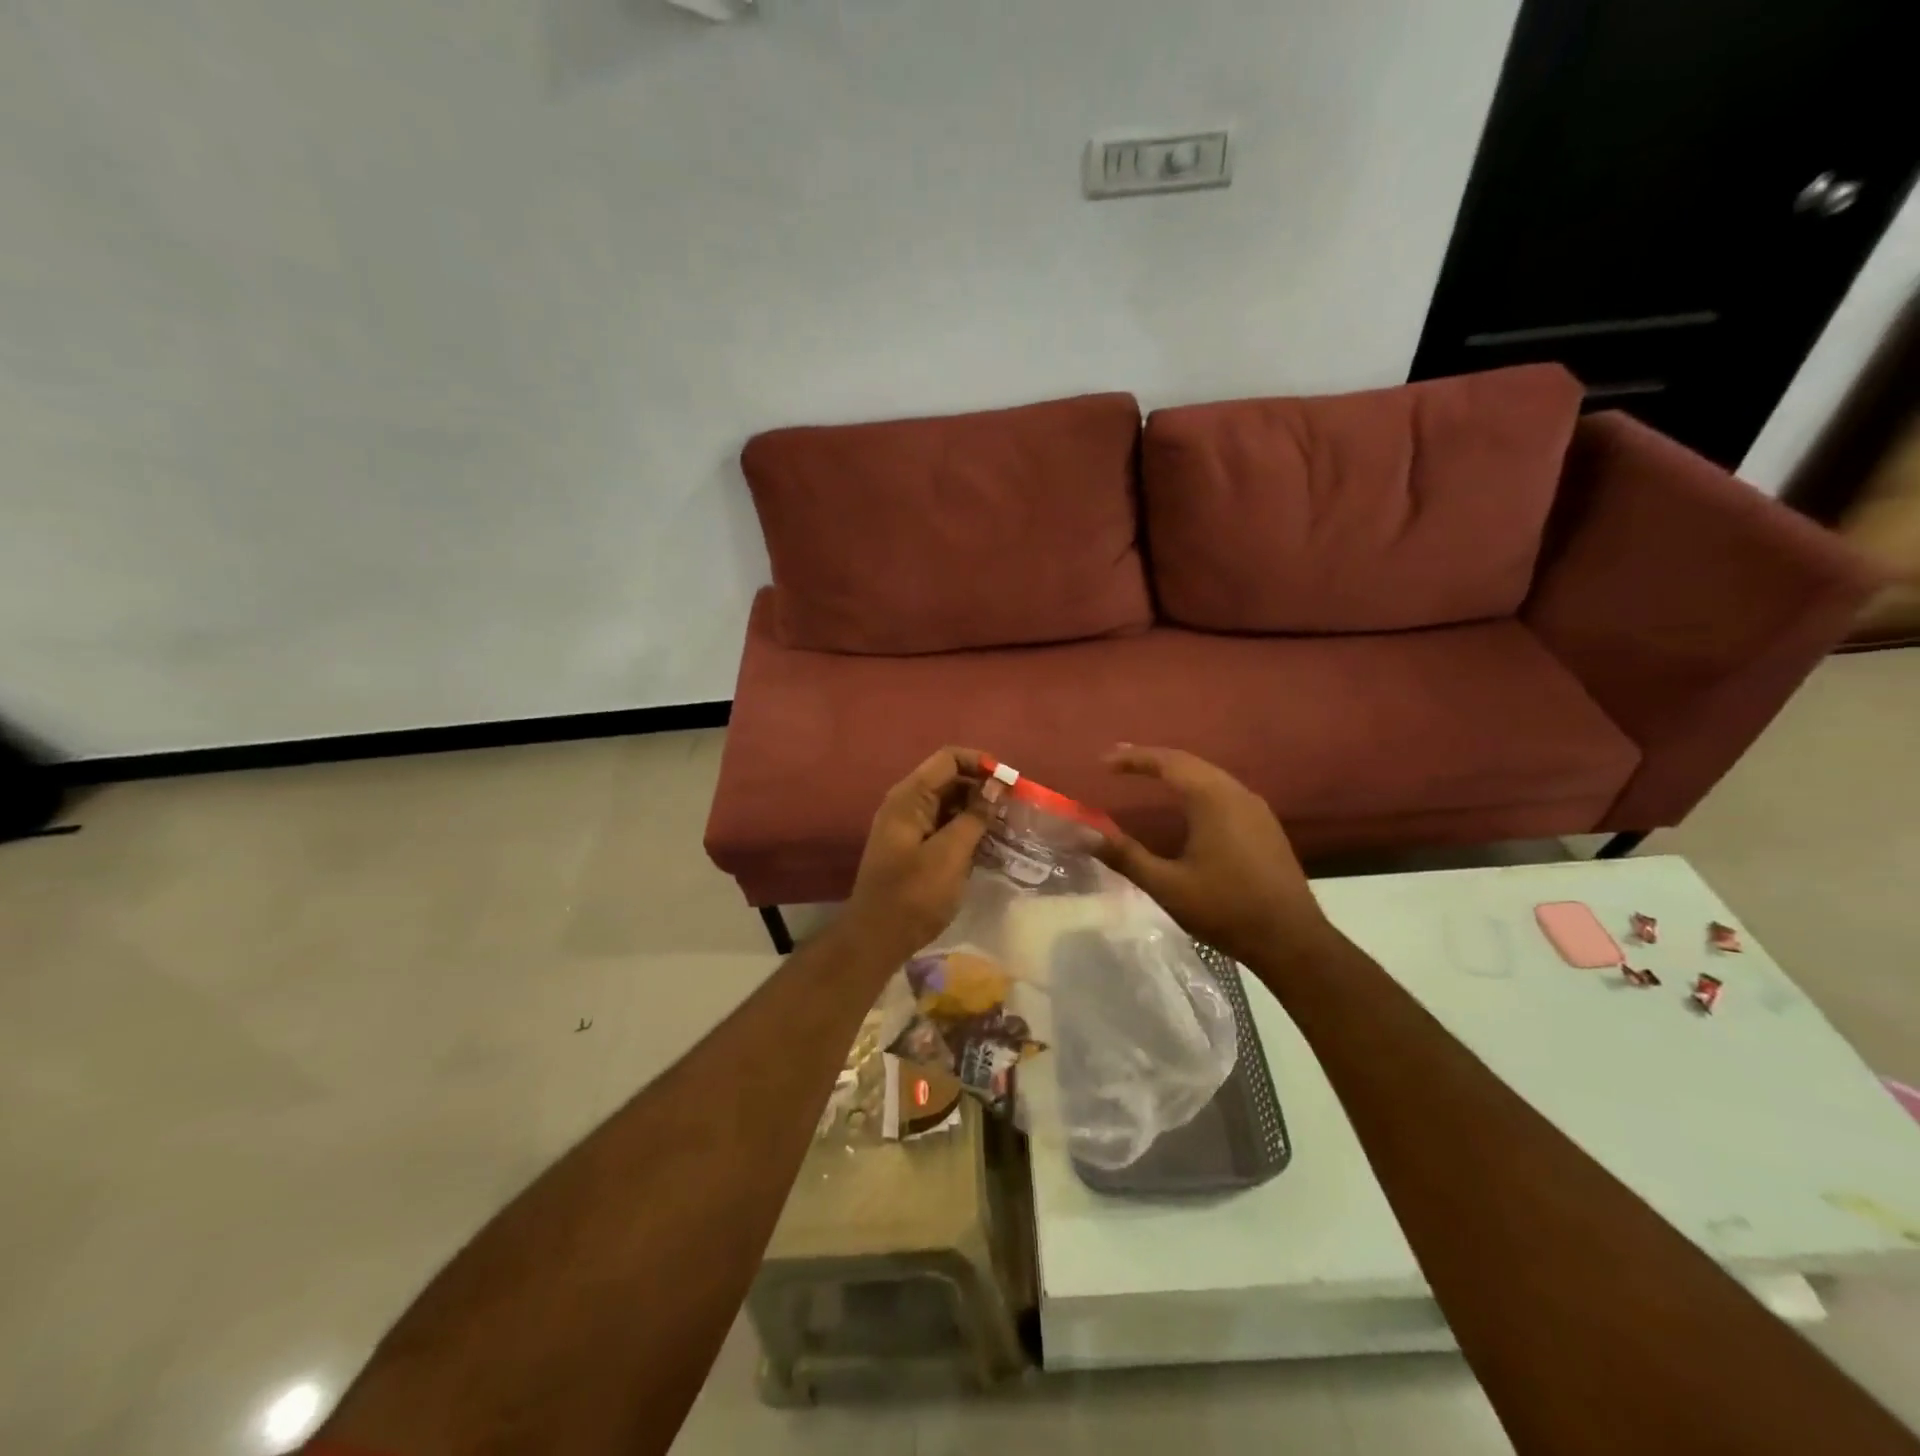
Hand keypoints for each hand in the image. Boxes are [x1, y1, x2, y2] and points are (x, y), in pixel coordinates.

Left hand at [842, 747, 989, 960]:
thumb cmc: (913, 894)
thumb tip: (997, 785)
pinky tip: (992, 844)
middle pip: (951, 780)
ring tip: (1009, 826)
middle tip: (1015, 808)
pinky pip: (947, 827)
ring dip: (979, 811)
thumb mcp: (950, 854)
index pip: (948, 759)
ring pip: (951, 804)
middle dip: (983, 789)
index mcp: (909, 797)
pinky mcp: (917, 848)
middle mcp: (908, 804)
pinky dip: (969, 830)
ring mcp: (911, 827)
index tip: (1010, 783)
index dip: (980, 764)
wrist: (877, 938)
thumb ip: (974, 817)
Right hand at [1093, 745, 1332, 966]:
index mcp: (1213, 799)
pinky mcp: (1264, 825)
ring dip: (1176, 771)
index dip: (1133, 758)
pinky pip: (1223, 790)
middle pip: (1189, 762)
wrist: (1291, 940)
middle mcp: (1237, 793)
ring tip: (1146, 775)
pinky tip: (1185, 804)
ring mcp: (1256, 808)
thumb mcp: (1167, 886)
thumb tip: (1084, 834)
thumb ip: (1125, 856)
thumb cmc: (1226, 909)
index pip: (1167, 763)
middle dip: (1152, 759)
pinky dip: (1195, 786)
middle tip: (1119, 761)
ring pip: (1209, 775)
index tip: (1103, 762)